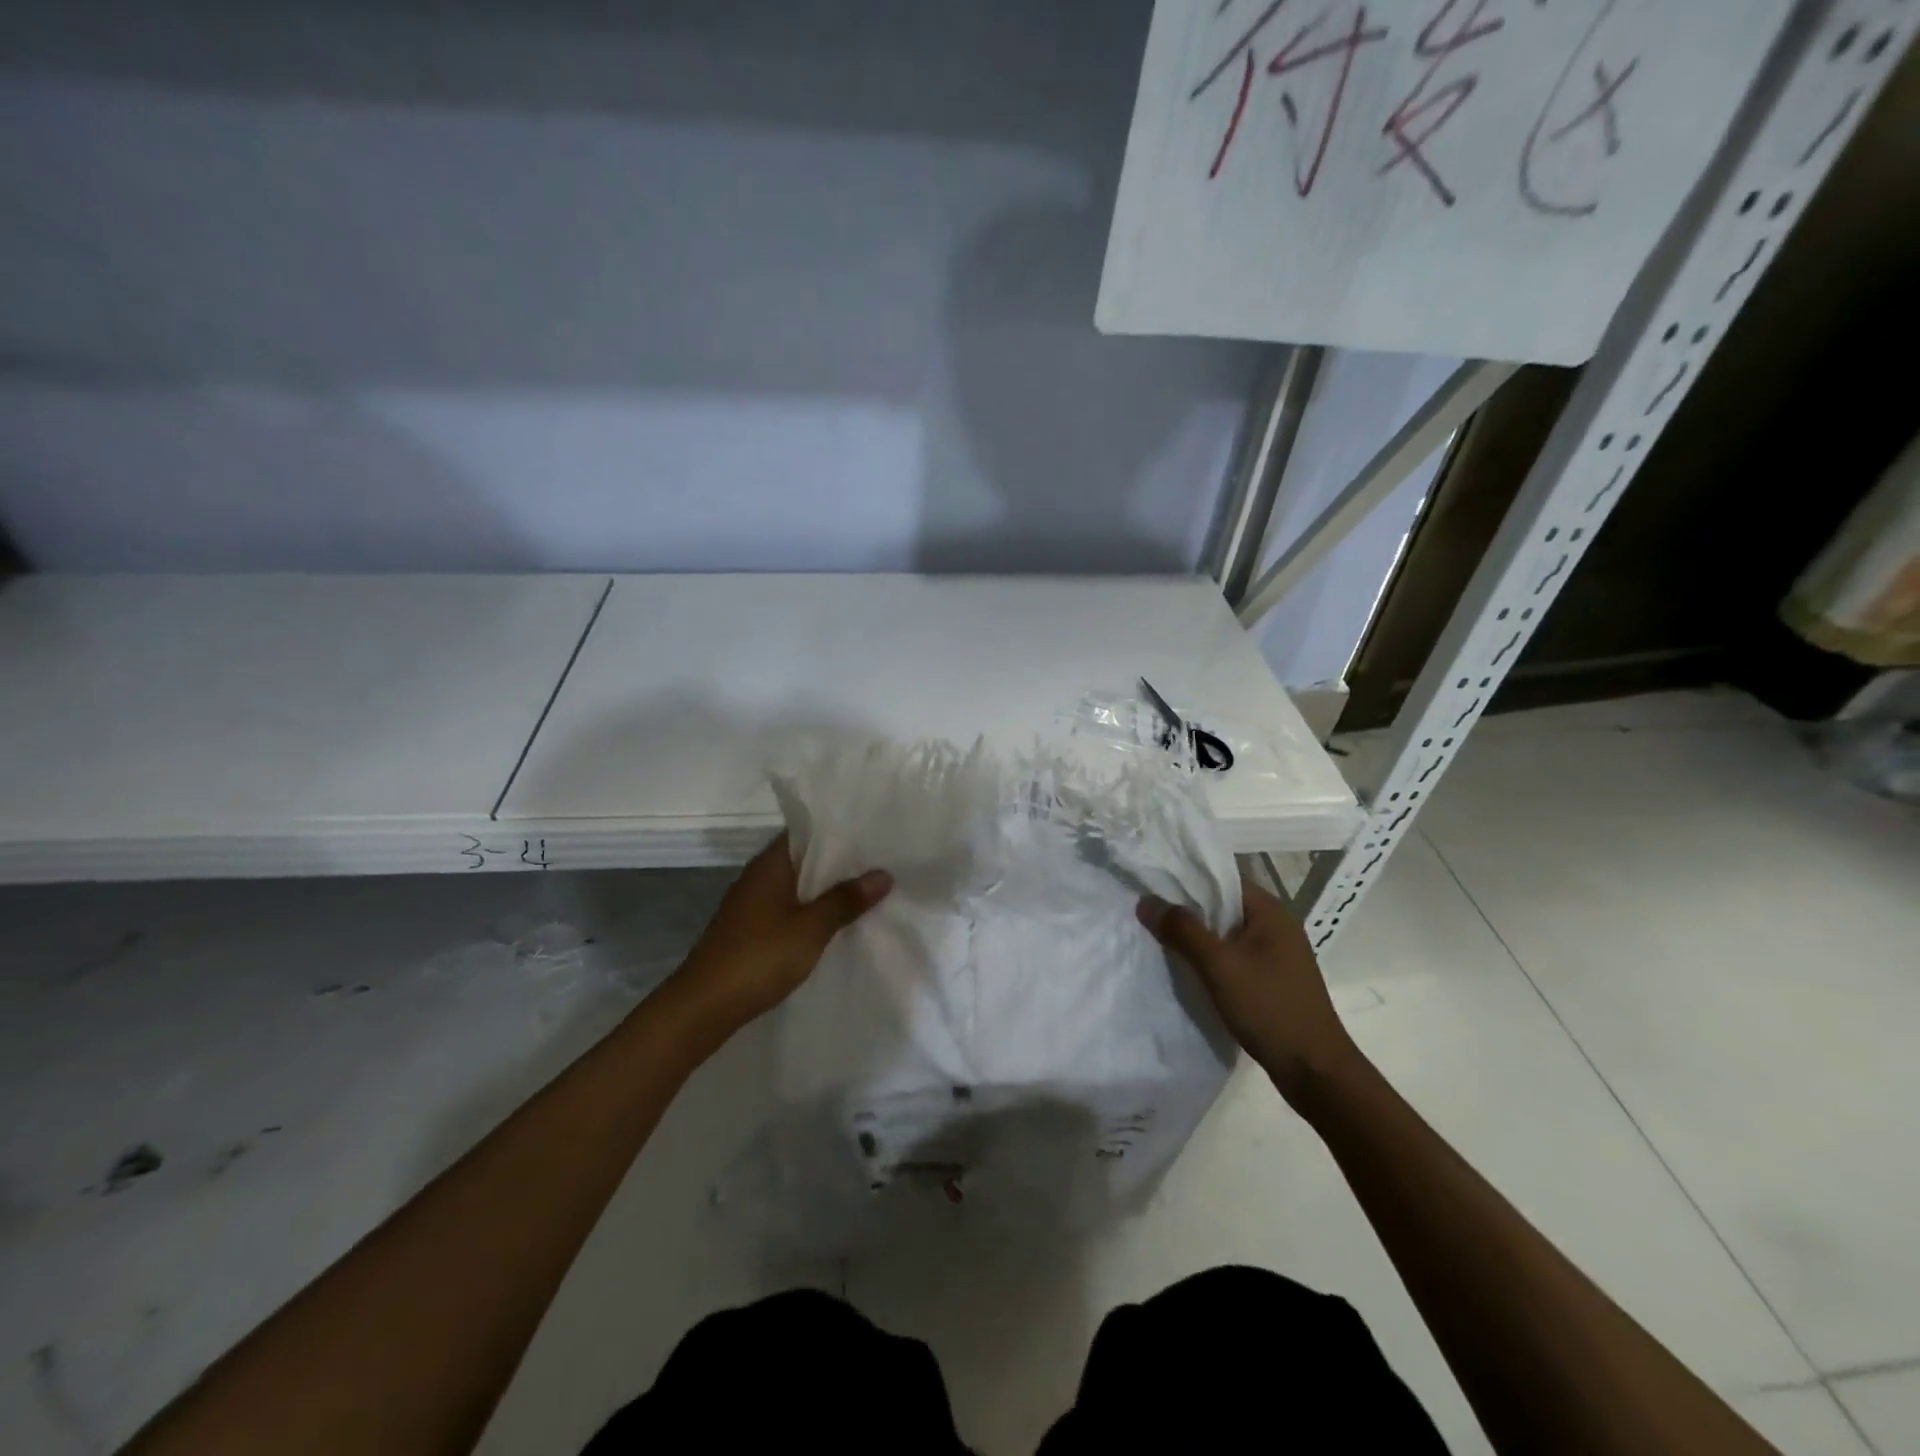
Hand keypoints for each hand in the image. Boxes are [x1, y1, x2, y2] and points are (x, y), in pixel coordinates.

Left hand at [669, 834, 891, 1036]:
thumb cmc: (758, 957)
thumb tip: (883, 874)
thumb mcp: (811, 928)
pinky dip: (812, 912)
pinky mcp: (750, 932)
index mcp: (769, 865)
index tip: (872, 832)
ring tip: (868, 891)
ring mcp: (751, 906)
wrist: (703, 1007)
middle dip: (839, 863)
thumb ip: (845, 900)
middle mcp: (758, 877)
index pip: (806, 832)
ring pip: (797, 887)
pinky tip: (836, 924)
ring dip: (826, 890)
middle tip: (881, 862)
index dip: (838, 831)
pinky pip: (789, 910)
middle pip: (804, 860)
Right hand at [1138, 879, 1363, 1107]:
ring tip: (1158, 938)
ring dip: (1197, 937)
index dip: (1187, 879)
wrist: (1315, 1072)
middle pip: (1222, 906)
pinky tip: (1186, 968)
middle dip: (1186, 909)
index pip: (1222, 879)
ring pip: (1226, 934)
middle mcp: (1277, 926)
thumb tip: (1146, 900)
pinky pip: (1233, 957)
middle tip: (1147, 912)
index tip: (1151, 884)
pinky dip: (1210, 959)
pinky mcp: (1272, 980)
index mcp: (1271, 912)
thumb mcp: (1219, 965)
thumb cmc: (1269, 1008)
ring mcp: (1276, 955)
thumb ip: (1182, 930)